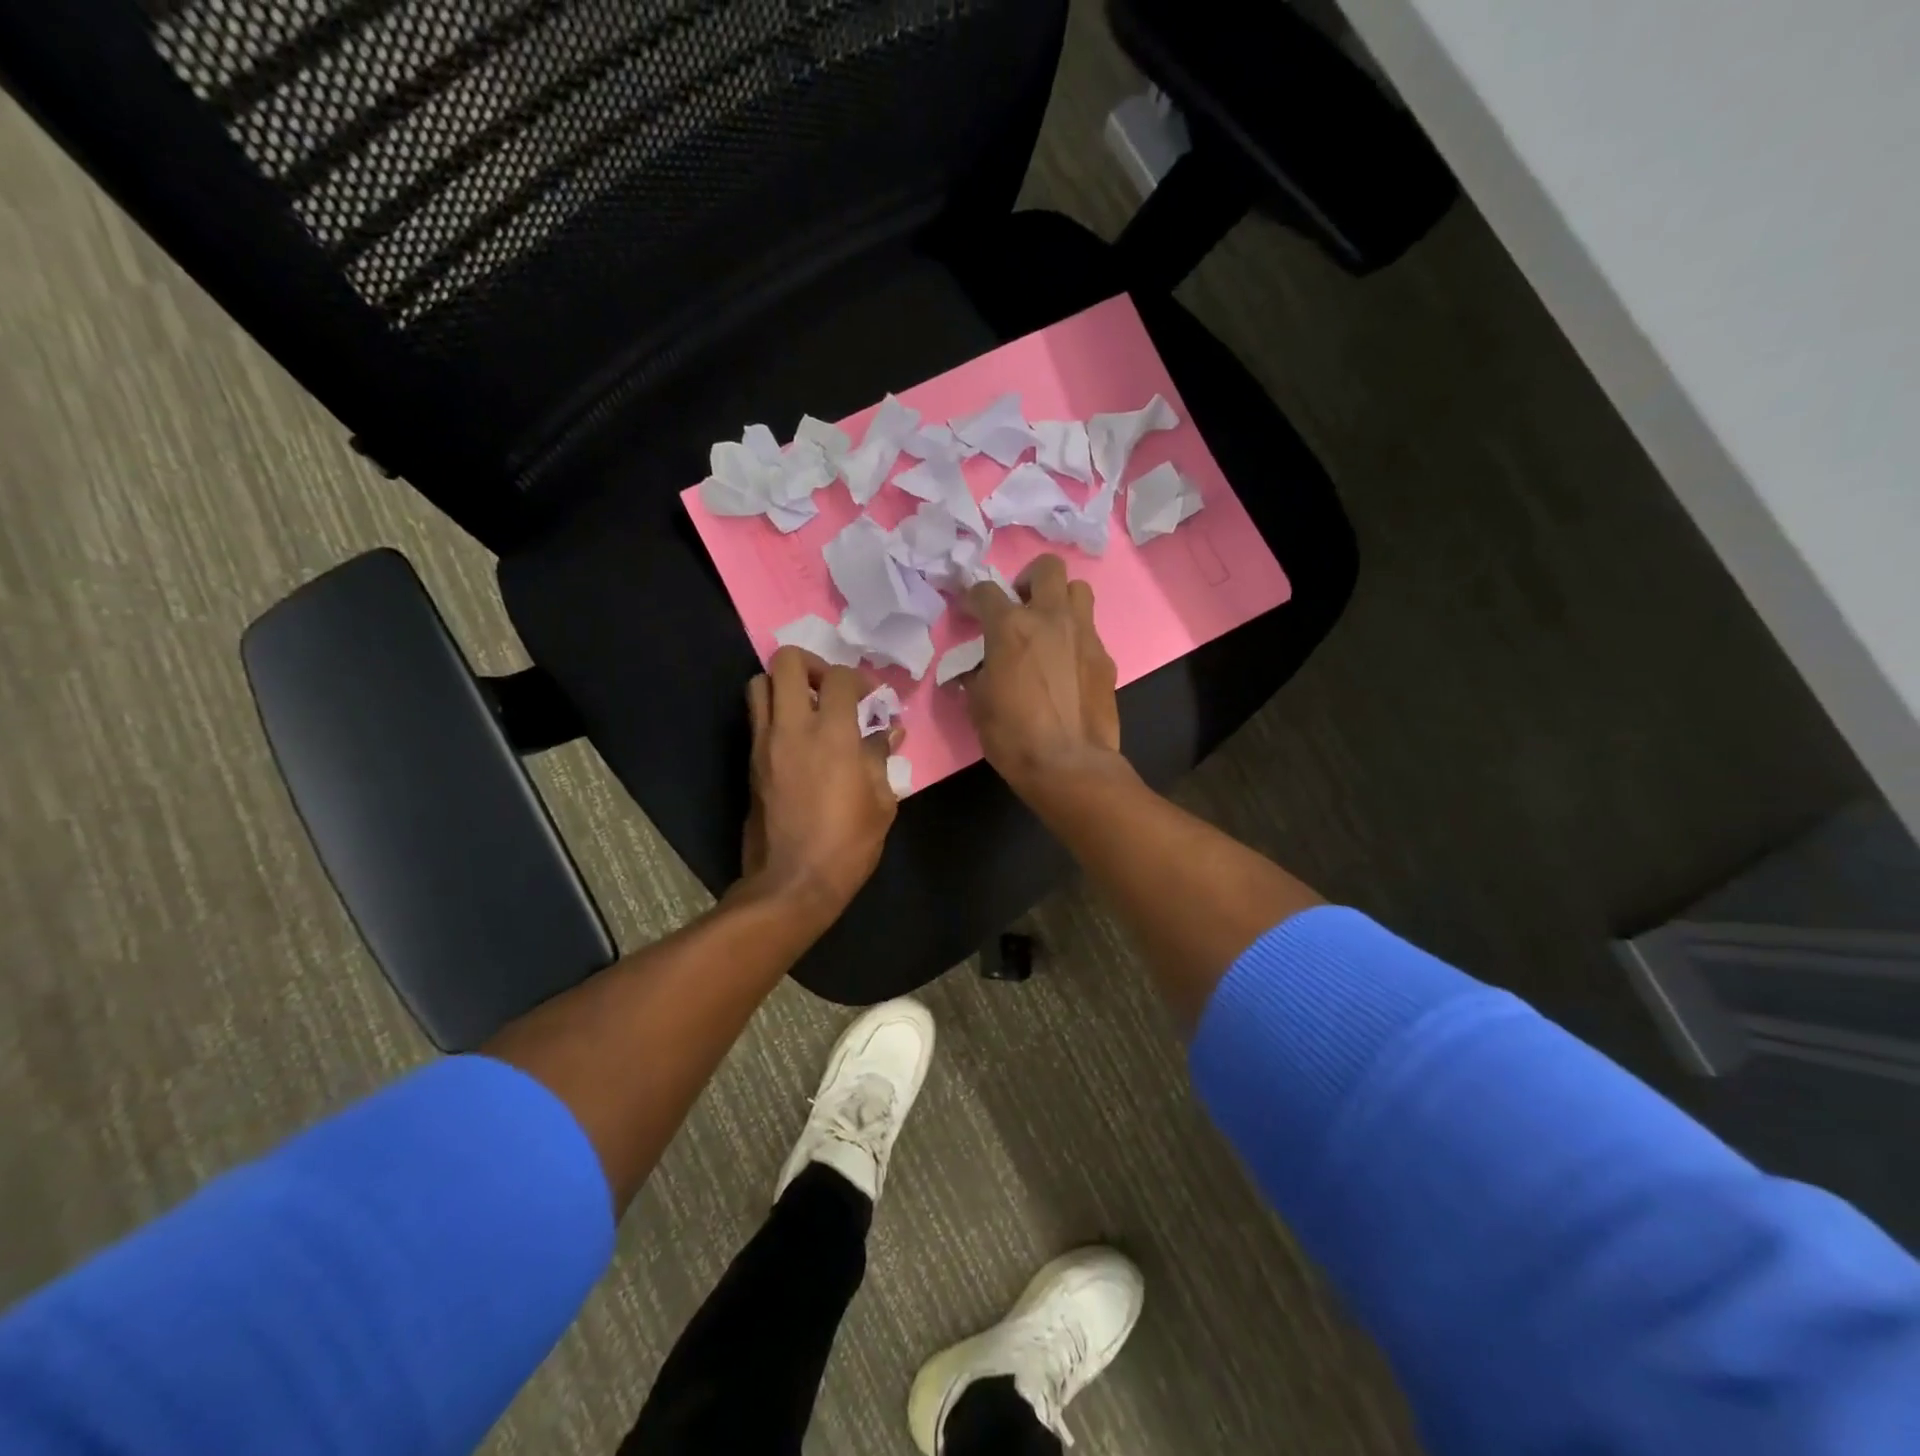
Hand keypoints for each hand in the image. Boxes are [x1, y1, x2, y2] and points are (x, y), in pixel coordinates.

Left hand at [740, 647, 901, 925]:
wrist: (792, 882)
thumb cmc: (847, 844)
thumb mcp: (880, 803)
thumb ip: (881, 758)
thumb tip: (889, 734)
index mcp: (832, 735)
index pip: (840, 678)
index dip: (859, 679)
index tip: (872, 699)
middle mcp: (792, 728)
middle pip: (786, 662)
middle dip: (812, 664)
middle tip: (832, 688)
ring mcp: (764, 743)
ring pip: (759, 684)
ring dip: (785, 685)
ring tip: (809, 708)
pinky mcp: (750, 762)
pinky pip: (757, 717)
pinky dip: (775, 712)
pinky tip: (798, 737)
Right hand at [961, 554, 1120, 794]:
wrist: (1069, 765)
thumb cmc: (1013, 735)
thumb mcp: (978, 704)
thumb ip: (976, 674)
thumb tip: (975, 669)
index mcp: (1010, 626)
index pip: (986, 590)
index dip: (974, 597)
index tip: (971, 610)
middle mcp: (1050, 618)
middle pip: (1047, 568)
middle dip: (1029, 579)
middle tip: (1020, 605)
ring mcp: (1083, 634)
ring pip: (1078, 590)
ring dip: (1060, 600)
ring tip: (1049, 626)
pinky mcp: (1105, 657)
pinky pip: (1089, 631)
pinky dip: (1075, 637)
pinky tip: (1067, 664)